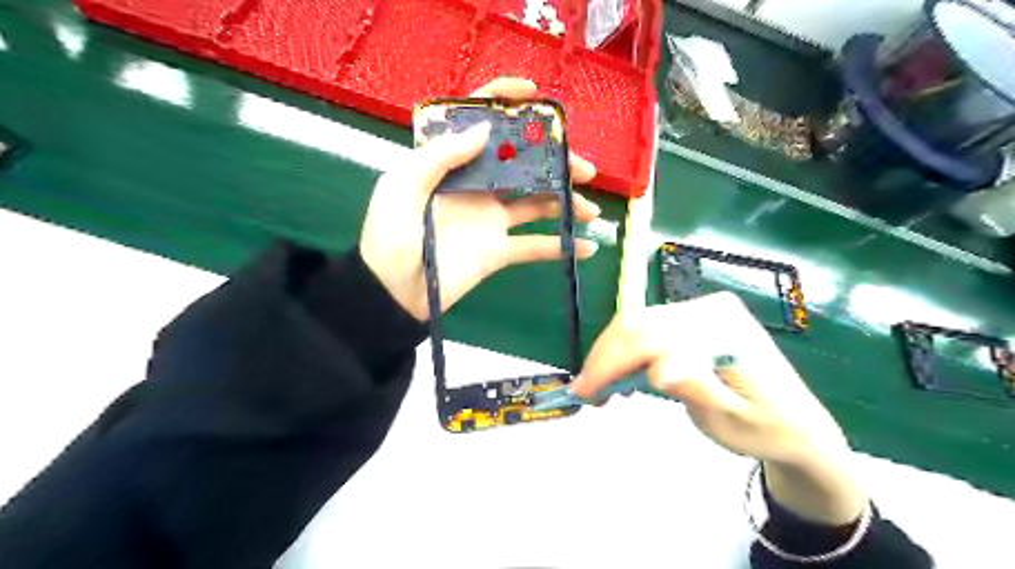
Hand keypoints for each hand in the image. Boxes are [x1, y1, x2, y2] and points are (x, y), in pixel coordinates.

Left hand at [359, 78, 596, 321]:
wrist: (393, 294)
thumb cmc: (390, 237)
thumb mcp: (402, 187)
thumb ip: (440, 156)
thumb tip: (484, 129)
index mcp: (450, 164)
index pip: (479, 123)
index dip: (504, 101)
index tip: (536, 94)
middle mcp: (476, 186)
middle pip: (522, 164)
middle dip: (555, 161)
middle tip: (583, 168)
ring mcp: (491, 219)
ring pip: (537, 203)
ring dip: (566, 203)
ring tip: (590, 209)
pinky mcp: (499, 250)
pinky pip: (535, 245)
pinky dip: (561, 246)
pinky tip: (587, 246)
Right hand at [570, 293, 862, 523]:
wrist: (797, 424)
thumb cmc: (764, 427)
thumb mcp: (728, 419)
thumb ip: (694, 388)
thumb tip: (656, 370)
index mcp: (722, 329)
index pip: (650, 338)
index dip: (610, 363)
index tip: (583, 394)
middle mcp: (709, 309)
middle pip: (638, 324)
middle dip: (604, 357)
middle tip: (584, 392)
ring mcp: (702, 310)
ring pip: (638, 323)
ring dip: (612, 354)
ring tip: (599, 387)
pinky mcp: (694, 318)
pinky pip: (649, 328)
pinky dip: (627, 350)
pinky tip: (622, 374)